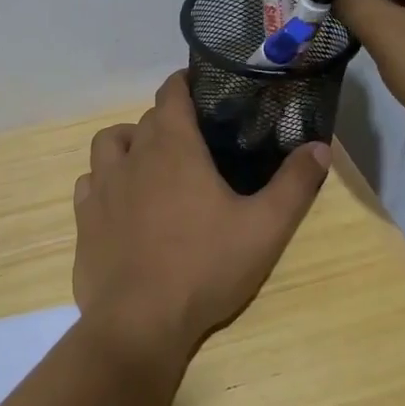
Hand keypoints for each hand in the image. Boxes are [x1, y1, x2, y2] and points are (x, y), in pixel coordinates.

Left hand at [73, 72, 330, 355]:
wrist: (139, 321)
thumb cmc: (204, 267)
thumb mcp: (265, 228)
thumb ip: (295, 184)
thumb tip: (321, 146)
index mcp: (172, 147)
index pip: (171, 93)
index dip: (185, 84)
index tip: (203, 89)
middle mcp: (131, 157)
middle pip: (145, 120)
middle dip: (167, 121)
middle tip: (194, 142)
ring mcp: (100, 188)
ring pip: (108, 144)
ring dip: (128, 144)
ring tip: (151, 164)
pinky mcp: (83, 219)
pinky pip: (88, 183)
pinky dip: (104, 181)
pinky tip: (121, 203)